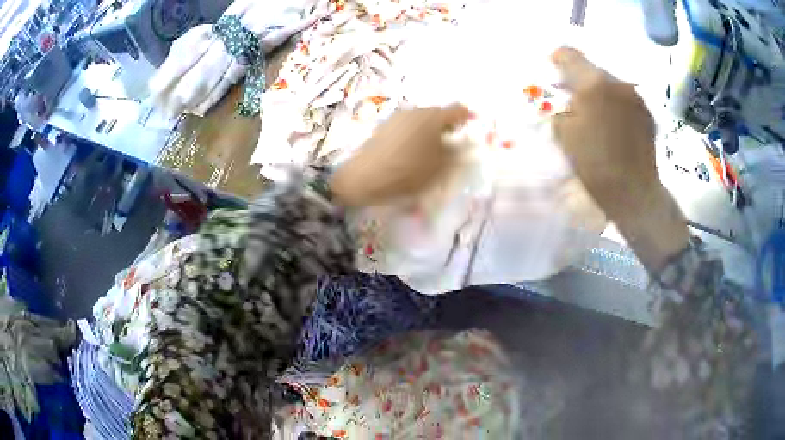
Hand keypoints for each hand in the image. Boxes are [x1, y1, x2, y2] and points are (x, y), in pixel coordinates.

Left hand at [330, 104, 472, 206]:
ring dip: (429, 131)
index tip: (471, 129)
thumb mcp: (439, 168)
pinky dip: (414, 135)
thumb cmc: (407, 172)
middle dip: (447, 127)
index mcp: (433, 117)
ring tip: (430, 152)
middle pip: (437, 114)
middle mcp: (415, 111)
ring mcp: (396, 117)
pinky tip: (410, 153)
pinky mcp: (383, 127)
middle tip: (452, 145)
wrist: (363, 178)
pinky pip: (406, 127)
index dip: (467, 118)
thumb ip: (455, 154)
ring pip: (420, 120)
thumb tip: (463, 145)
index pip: (457, 110)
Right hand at [551, 47, 688, 270]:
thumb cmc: (595, 165)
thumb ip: (559, 107)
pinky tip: (614, 123)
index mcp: (593, 84)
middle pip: (592, 68)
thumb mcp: (564, 135)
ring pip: (610, 82)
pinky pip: (625, 98)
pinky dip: (615, 103)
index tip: (553, 69)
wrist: (634, 192)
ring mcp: (635, 97)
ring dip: (599, 91)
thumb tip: (563, 99)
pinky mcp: (646, 112)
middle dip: (579, 78)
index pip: (569, 55)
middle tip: (573, 97)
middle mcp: (617, 82)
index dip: (557, 59)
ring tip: (596, 112)